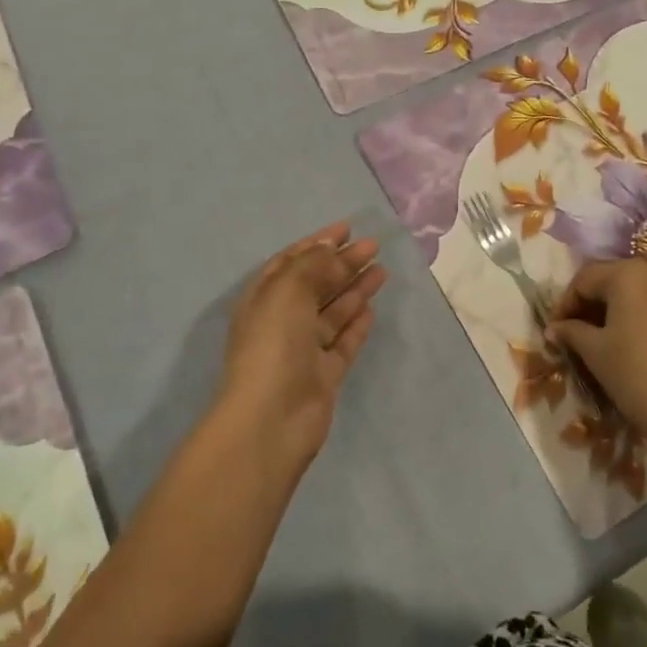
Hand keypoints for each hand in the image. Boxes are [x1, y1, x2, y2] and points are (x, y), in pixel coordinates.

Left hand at [217, 222, 386, 472]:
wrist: (271, 419)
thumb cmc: (273, 344)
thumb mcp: (289, 290)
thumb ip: (314, 265)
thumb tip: (332, 247)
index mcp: (264, 298)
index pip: (292, 262)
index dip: (318, 242)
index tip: (348, 227)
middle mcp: (282, 321)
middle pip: (316, 284)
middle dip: (342, 262)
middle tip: (374, 245)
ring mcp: (303, 349)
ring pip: (333, 311)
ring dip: (355, 289)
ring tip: (382, 270)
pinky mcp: (324, 374)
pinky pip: (343, 341)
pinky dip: (356, 324)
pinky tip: (372, 307)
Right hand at [549, 259, 646, 436]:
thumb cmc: (636, 374)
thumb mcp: (595, 353)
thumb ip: (572, 332)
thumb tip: (554, 328)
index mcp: (627, 273)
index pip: (584, 278)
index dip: (565, 303)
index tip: (556, 329)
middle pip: (615, 279)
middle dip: (593, 303)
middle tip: (577, 331)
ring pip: (641, 291)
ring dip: (620, 308)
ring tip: (607, 337)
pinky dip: (646, 316)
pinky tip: (639, 341)